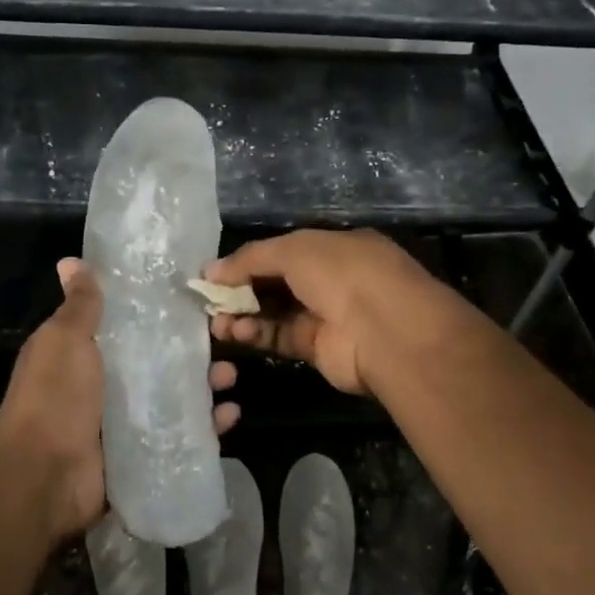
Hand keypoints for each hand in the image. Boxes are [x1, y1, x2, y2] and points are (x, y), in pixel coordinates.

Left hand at [0, 258, 241, 542]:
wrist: (44, 477)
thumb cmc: (54, 398)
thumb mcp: (64, 341)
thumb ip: (79, 306)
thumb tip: (71, 261)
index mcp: (81, 354)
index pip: (126, 326)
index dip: (156, 312)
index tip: (190, 297)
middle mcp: (103, 386)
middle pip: (155, 362)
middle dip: (189, 351)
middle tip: (221, 338)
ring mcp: (122, 422)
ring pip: (172, 398)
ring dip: (203, 386)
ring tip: (229, 375)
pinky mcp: (141, 454)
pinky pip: (179, 436)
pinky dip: (205, 426)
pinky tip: (229, 415)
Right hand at [203, 230, 448, 395]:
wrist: (385, 330)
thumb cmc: (343, 273)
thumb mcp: (294, 249)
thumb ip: (250, 258)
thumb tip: (211, 270)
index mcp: (335, 246)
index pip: (285, 250)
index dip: (249, 259)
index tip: (216, 272)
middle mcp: (333, 279)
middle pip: (278, 282)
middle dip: (242, 288)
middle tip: (209, 298)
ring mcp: (328, 315)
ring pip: (276, 312)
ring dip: (244, 314)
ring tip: (215, 319)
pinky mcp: (320, 348)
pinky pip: (281, 337)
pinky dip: (257, 334)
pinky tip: (235, 331)